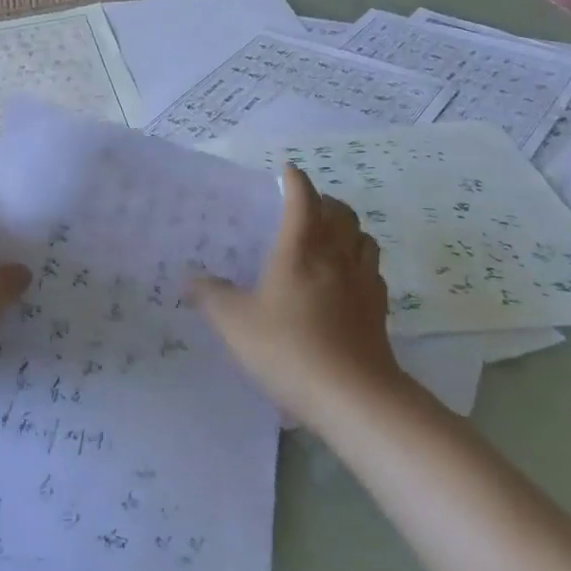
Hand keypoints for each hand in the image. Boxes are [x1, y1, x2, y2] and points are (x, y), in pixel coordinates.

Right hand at [190, 165, 402, 423]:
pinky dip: (360, 263)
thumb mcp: (235, 324)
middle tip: (305, 206)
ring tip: (329, 238)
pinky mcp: (379, 311)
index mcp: (300, 249)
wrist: (355, 398)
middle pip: (341, 212)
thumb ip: (211, 296)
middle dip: (324, 201)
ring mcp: (363, 283)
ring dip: (348, 229)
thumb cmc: (289, 349)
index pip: (303, 199)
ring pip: (364, 238)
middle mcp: (336, 256)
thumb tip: (191, 278)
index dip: (295, 181)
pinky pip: (373, 272)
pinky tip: (347, 280)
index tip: (287, 171)